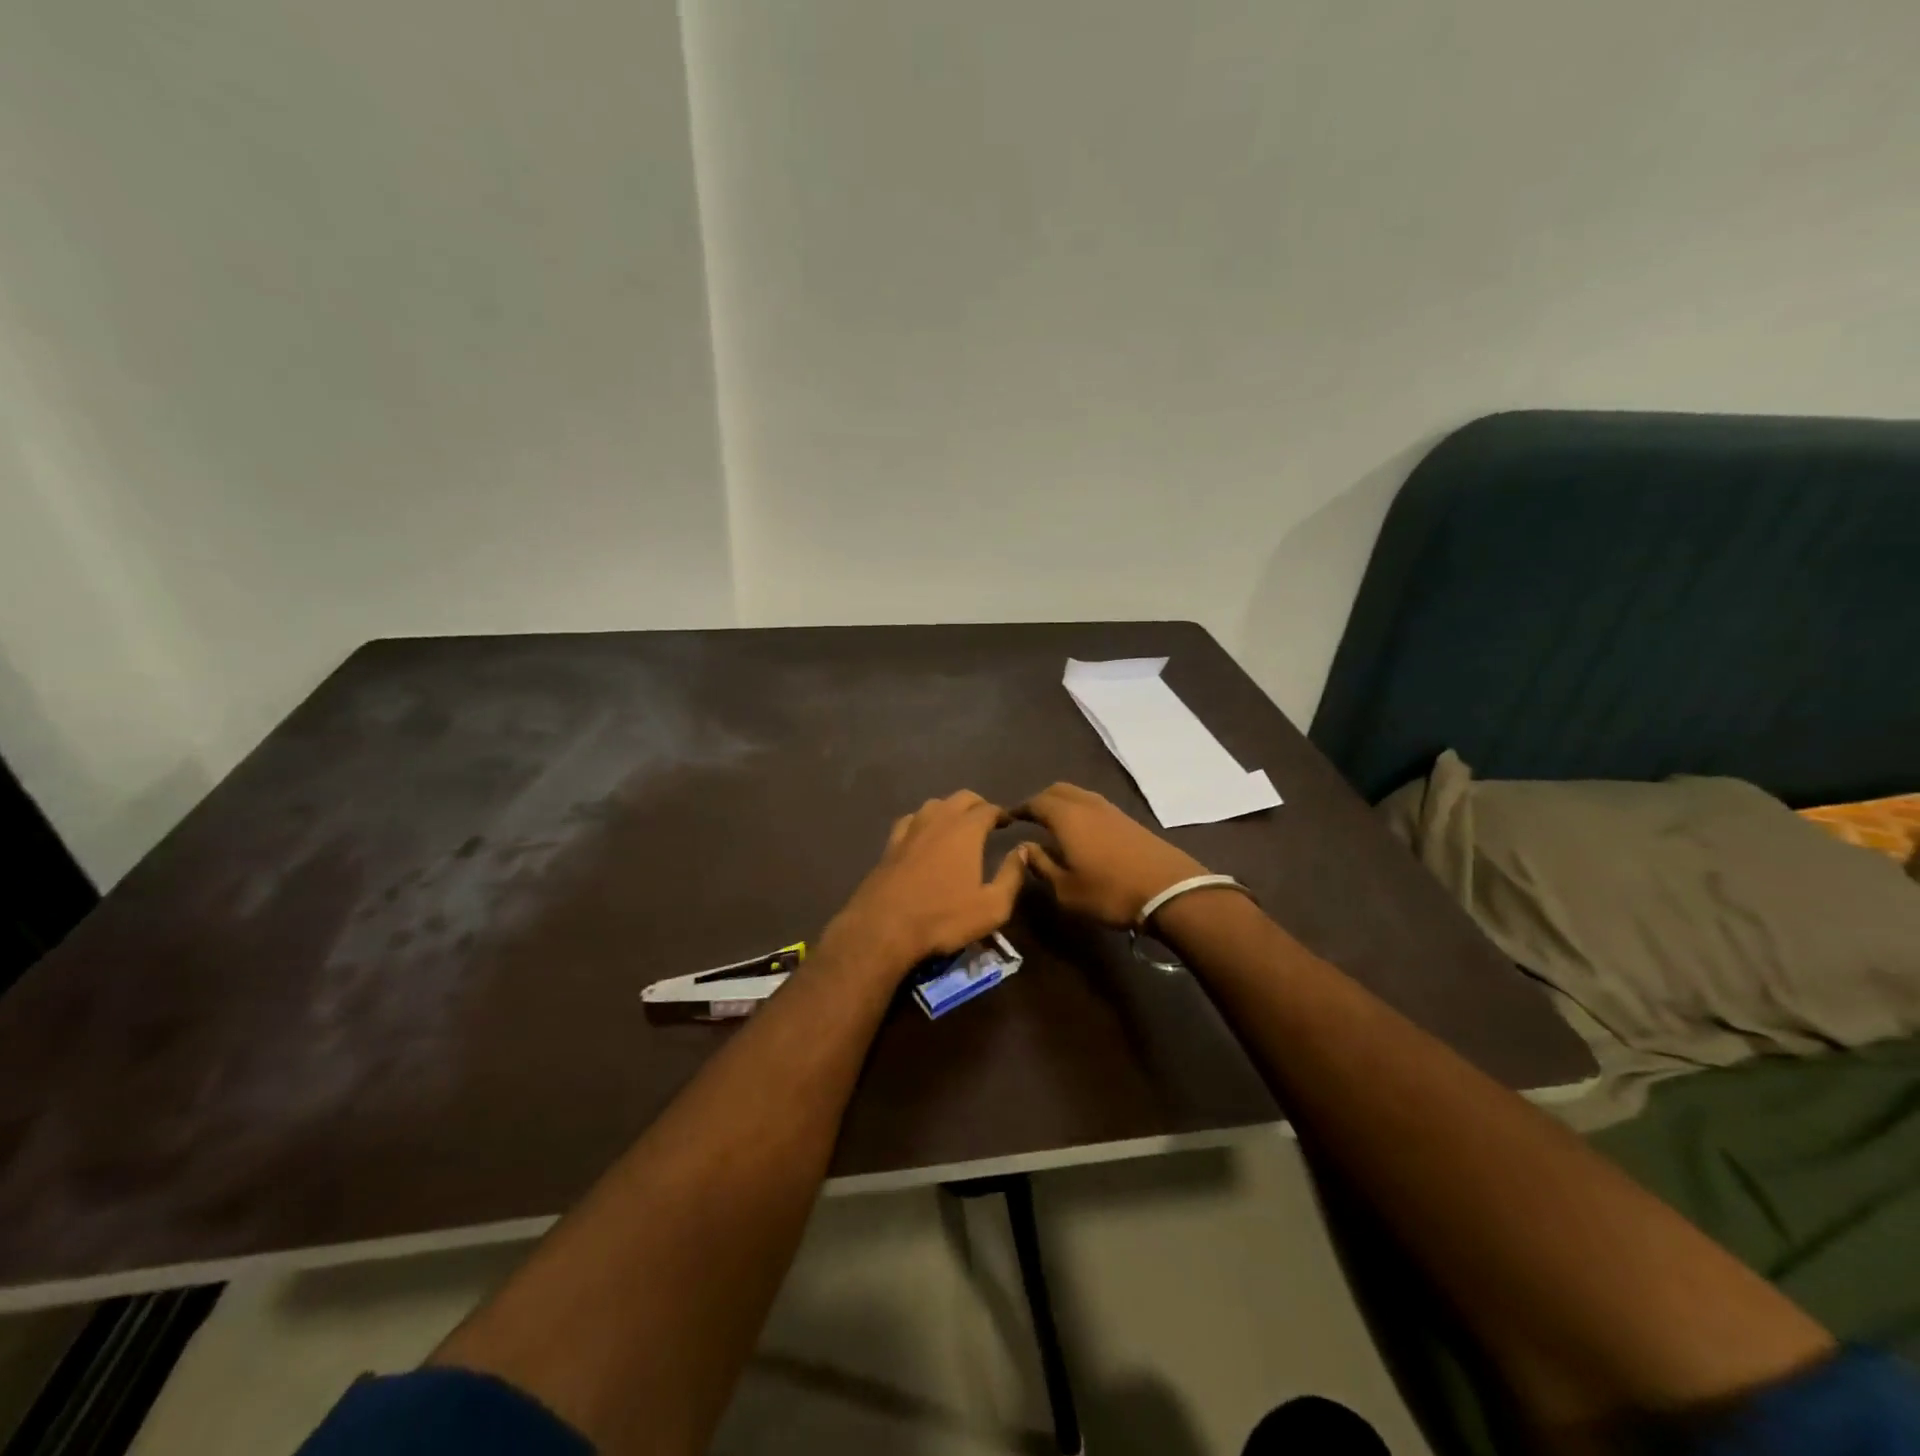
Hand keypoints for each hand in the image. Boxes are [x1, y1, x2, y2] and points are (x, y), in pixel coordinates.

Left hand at [820, 791, 1024, 973]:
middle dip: (978, 805)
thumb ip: (1012, 876)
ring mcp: (910, 830)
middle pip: (961, 798)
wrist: (883, 927)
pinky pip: (911, 820)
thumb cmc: (943, 918)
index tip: (1008, 822)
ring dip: (950, 809)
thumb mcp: (992, 907)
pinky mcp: (890, 844)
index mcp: (966, 830)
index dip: (1001, 813)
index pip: (988, 809)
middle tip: (987, 820)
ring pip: (934, 804)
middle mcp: (938, 820)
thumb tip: (1023, 851)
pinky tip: (923, 834)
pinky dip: (923, 820)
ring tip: (958, 825)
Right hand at [1014, 783, 1208, 926]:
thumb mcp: (1066, 889)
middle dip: (1040, 800)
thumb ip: (1041, 865)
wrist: (1170, 892)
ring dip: (1062, 804)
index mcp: (1066, 817)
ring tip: (1053, 825)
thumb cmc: (1110, 892)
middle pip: (1058, 790)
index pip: (1035, 802)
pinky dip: (1080, 811)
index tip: (1006, 819)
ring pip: (1078, 795)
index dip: (1019, 809)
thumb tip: (1024, 848)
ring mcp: (1111, 809)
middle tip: (1029, 819)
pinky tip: (1081, 833)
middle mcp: (1087, 804)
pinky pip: (1095, 805)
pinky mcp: (1129, 820)